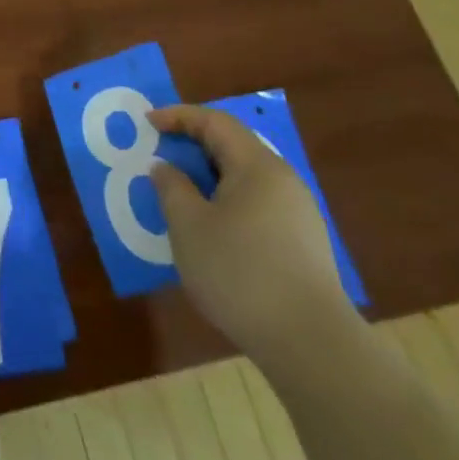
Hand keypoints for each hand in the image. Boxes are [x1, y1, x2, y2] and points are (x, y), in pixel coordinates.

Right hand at [150, 105, 358, 366]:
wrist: (310, 344)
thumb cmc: (240, 272)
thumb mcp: (188, 226)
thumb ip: (171, 187)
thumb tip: (165, 167)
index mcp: (257, 167)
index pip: (216, 122)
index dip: (179, 116)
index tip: (147, 123)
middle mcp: (283, 180)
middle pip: (234, 146)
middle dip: (193, 144)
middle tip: (159, 154)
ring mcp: (298, 213)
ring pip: (245, 177)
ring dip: (208, 176)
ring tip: (178, 192)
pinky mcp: (302, 243)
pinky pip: (256, 203)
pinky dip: (225, 200)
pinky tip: (209, 227)